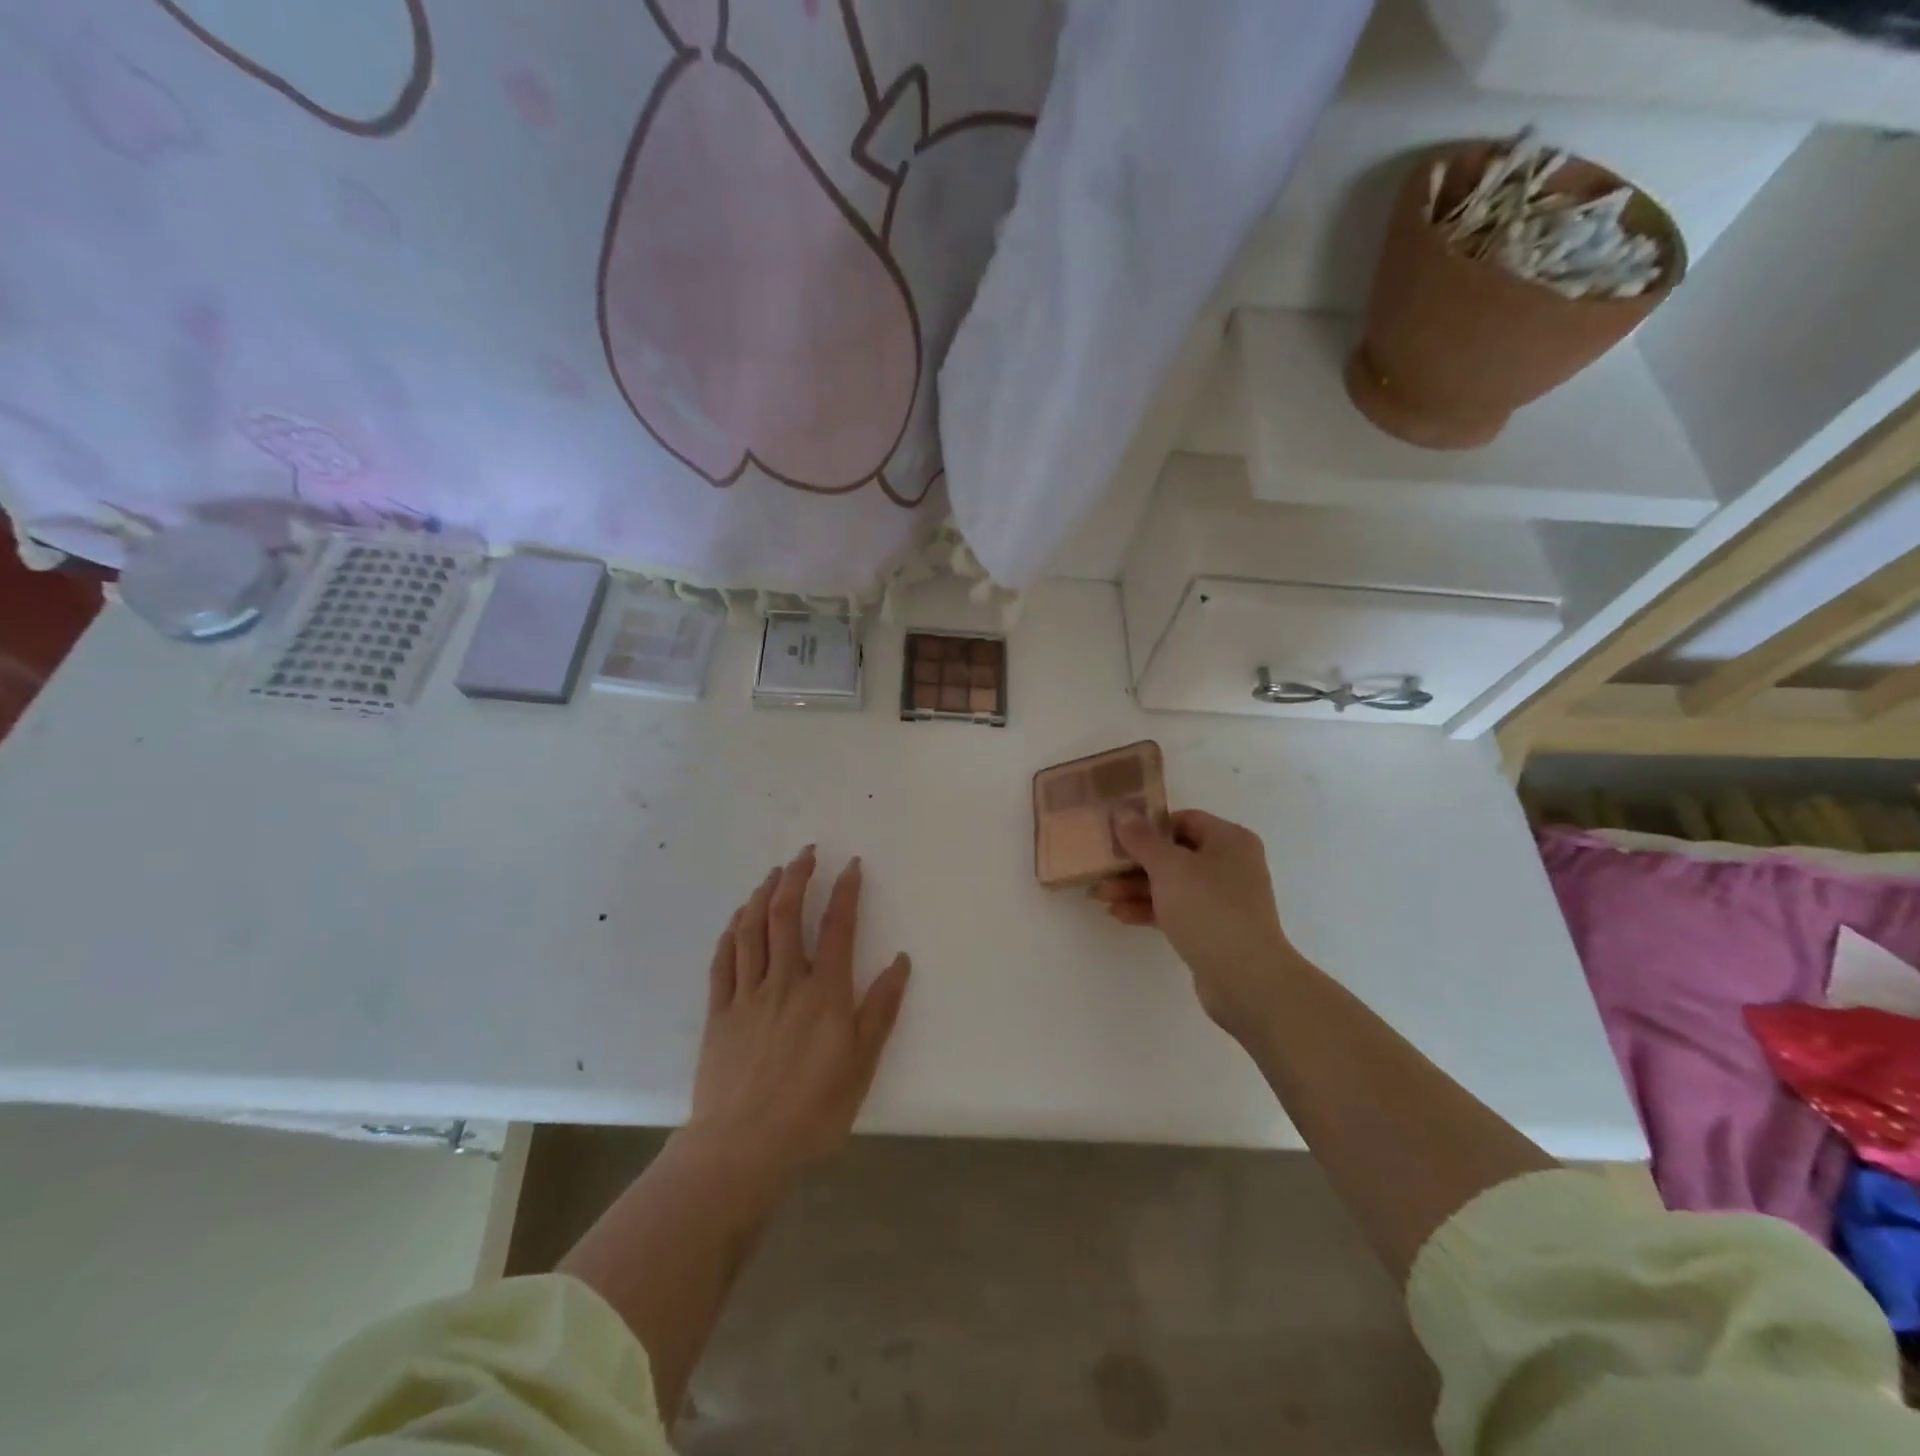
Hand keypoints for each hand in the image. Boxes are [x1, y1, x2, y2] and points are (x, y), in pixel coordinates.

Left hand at [687, 846, 910, 1186]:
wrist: (743, 1148)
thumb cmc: (812, 1110)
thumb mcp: (862, 1064)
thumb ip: (881, 1010)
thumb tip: (900, 961)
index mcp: (824, 993)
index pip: (836, 927)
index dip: (844, 891)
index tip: (850, 865)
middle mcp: (785, 982)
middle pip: (785, 915)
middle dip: (796, 877)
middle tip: (806, 853)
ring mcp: (747, 995)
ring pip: (751, 930)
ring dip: (761, 895)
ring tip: (772, 874)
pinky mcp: (719, 1013)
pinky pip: (723, 961)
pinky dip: (731, 933)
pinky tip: (736, 920)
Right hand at [1097, 810, 1299, 1041]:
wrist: (1246, 980)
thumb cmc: (1209, 910)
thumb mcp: (1169, 868)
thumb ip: (1142, 839)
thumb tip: (1122, 812)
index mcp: (1229, 840)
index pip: (1183, 820)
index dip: (1149, 826)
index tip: (1117, 835)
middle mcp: (1230, 865)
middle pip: (1174, 854)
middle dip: (1135, 863)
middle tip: (1101, 869)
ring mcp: (1223, 899)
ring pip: (1172, 885)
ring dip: (1136, 888)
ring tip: (1101, 896)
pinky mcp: (1213, 929)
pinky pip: (1176, 910)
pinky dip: (1150, 910)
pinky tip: (1120, 915)